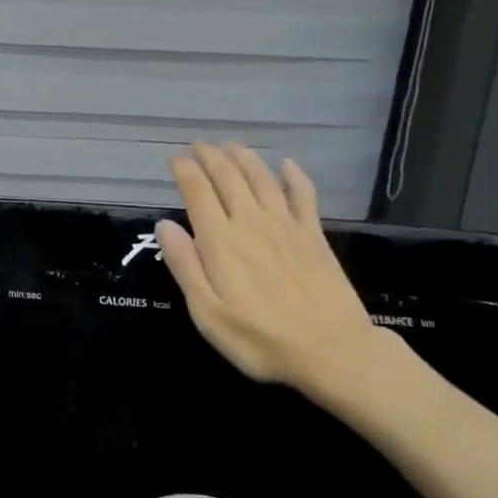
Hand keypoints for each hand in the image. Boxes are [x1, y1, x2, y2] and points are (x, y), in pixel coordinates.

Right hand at [156, 144, 379, 405]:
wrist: (331, 350)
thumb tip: (165, 224)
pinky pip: (304, 195)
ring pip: (262, 179)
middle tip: (199, 146)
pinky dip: (294, 176)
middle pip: (228, 178)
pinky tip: (287, 165)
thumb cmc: (259, 339)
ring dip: (245, 158)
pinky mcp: (314, 236)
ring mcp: (287, 226)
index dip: (184, 171)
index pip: (198, 192)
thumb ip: (184, 266)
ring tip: (231, 146)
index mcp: (220, 241)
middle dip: (211, 157)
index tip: (174, 159)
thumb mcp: (207, 312)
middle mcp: (251, 223)